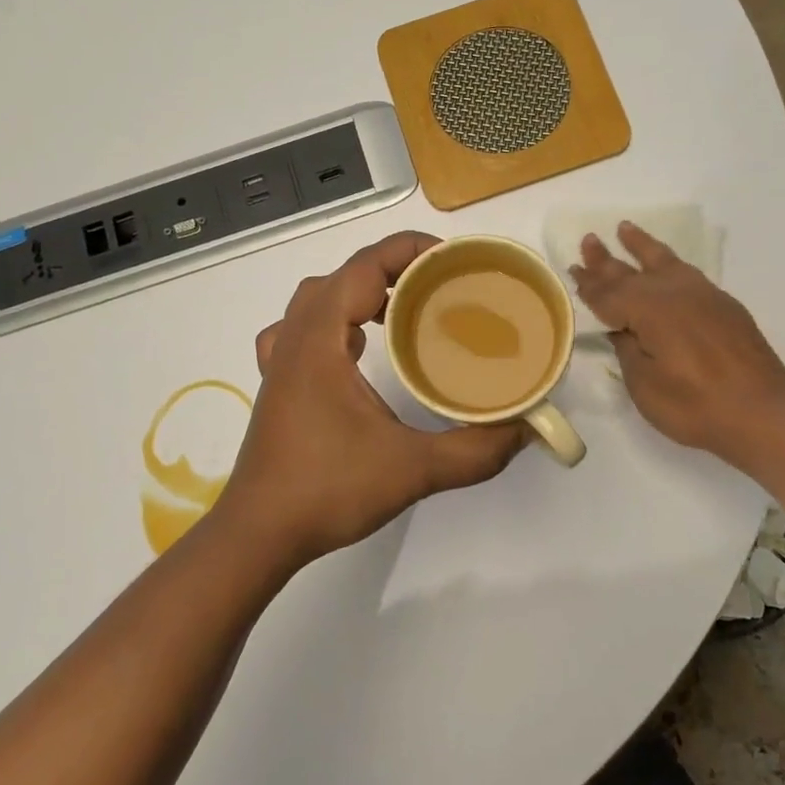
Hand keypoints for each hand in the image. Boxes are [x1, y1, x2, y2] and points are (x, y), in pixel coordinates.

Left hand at [219, 232, 527, 567]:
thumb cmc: (327, 491)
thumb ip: (474, 451)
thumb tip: (525, 431)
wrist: (260, 533)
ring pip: (316, 299)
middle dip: (392, 269)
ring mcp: (280, 363)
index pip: (363, 268)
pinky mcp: (279, 386)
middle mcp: (296, 340)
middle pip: (341, 276)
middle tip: (438, 287)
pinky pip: (301, 330)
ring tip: (402, 310)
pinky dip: (331, 322)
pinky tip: (355, 347)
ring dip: (358, 292)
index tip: (453, 260)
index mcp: (321, 342)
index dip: (408, 250)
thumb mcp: (412, 470)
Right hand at [569, 222, 784, 466]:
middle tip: (589, 240)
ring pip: (665, 262)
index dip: (590, 285)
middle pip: (632, 273)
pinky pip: (688, 274)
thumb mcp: (645, 386)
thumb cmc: (694, 406)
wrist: (761, 414)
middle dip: (607, 259)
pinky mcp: (725, 306)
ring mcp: (704, 296)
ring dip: (642, 247)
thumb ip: (628, 350)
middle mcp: (675, 293)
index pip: (610, 294)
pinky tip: (668, 266)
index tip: (573, 269)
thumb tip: (621, 329)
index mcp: (650, 311)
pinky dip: (670, 264)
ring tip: (626, 228)